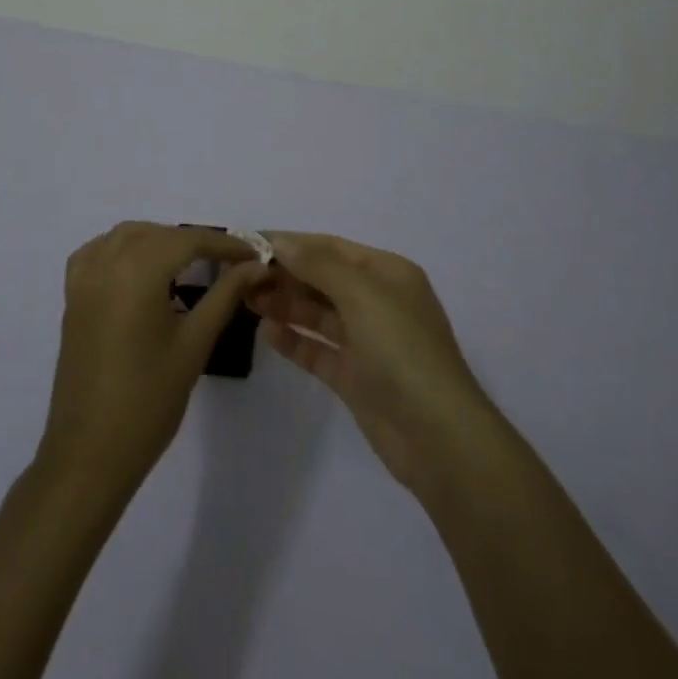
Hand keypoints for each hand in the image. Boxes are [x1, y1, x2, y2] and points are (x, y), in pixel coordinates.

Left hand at [36, 222, 265, 500]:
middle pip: (158, 234)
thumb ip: (225, 296)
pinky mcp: (72, 298)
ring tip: (188, 265)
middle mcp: (107, 263)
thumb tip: (255, 266)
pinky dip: (122, 248)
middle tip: (228, 264)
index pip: (189, 241)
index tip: (254, 254)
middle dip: (194, 242)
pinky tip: (139, 269)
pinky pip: (97, 252)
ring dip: (159, 240)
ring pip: (126, 236)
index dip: (224, 244)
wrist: (90, 454)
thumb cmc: (148, 401)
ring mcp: (84, 279)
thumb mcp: (194, 344)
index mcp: (138, 272)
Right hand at [248, 232, 497, 490]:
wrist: (438, 437)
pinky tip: (267, 333)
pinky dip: (294, 339)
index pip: (330, 248)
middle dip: (284, 273)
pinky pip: (318, 349)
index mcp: (387, 273)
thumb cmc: (402, 350)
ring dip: (284, 303)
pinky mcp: (355, 377)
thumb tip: (281, 241)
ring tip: (245, 299)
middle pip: (322, 278)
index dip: (291, 243)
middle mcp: (377, 301)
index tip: (250, 241)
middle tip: (239, 275)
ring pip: (317, 313)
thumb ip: (318, 265)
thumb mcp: (362, 294)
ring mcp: (366, 341)